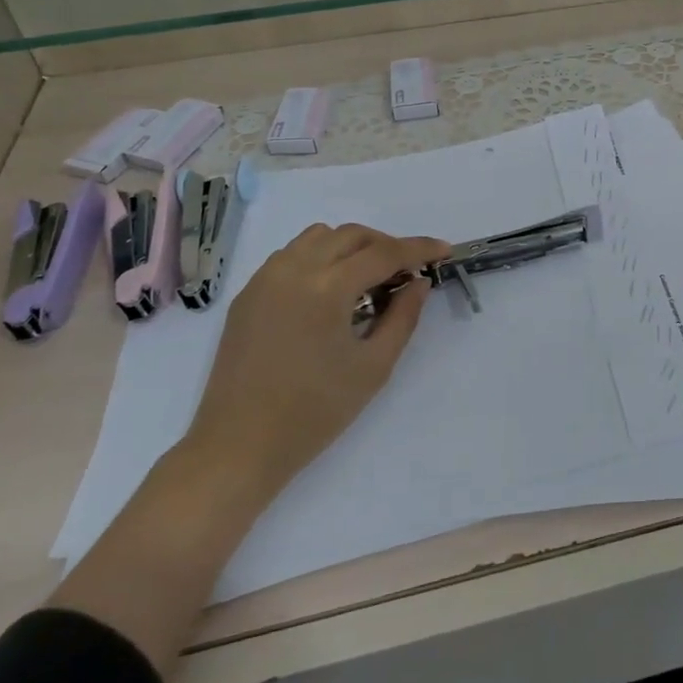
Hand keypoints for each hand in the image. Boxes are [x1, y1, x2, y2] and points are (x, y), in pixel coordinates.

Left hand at [183, 222, 449, 500]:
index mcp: (327, 288)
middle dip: (386, 245)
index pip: (383, 253)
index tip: (445, 250)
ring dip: (351, 246)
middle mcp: (294, 270)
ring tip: (368, 278)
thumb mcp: (373, 367)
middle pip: (352, 235)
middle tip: (408, 271)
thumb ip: (403, 317)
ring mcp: (265, 278)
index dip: (419, 248)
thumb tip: (419, 283)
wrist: (238, 446)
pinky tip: (330, 290)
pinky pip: (291, 255)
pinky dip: (320, 257)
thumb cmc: (314, 412)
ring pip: (319, 237)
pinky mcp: (248, 293)